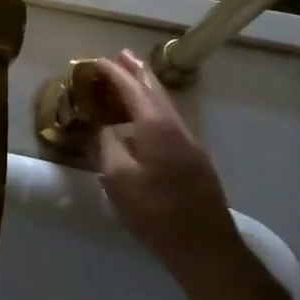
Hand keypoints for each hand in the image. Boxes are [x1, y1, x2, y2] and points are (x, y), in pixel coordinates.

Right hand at [90, 52, 246, 277]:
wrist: (203, 244)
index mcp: (155, 125)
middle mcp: (176, 126)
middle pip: (155, 90)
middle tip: (121, 55)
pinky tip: (147, 115)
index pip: (131, 89)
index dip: (113, 73)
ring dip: (147, 88)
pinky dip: (154, 107)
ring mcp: (189, 141)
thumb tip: (106, 128)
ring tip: (133, 76)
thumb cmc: (154, 210)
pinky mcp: (194, 158)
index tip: (96, 61)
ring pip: (166, 105)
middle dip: (137, 72)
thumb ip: (108, 146)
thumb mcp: (118, 178)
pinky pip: (170, 120)